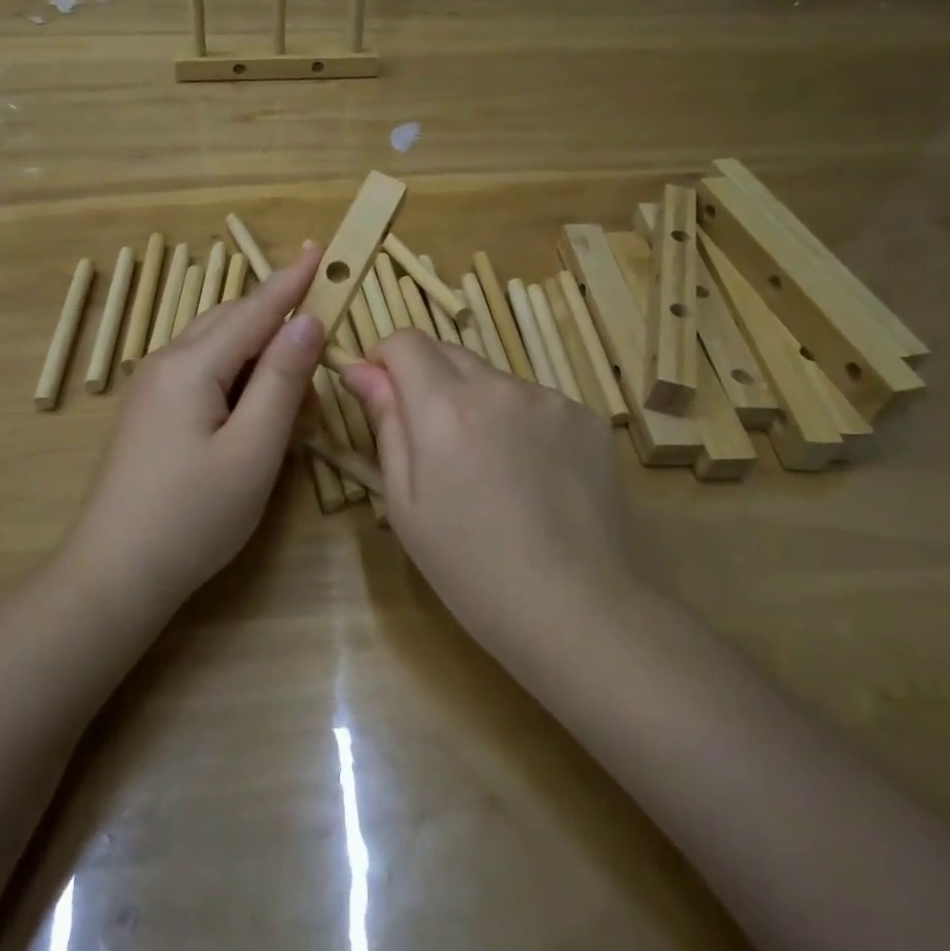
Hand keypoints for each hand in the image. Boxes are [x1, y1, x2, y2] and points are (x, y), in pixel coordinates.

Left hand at [69, 244, 325, 607]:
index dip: (292, 281)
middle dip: (277, 315)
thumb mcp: (254, 449)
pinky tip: (253, 402)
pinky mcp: (149, 412)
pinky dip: (235, 373)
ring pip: (214, 345)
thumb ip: (283, 380)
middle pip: (231, 320)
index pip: (254, 309)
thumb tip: (306, 320)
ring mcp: (150, 387)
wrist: (115, 573)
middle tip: (322, 320)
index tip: (323, 249)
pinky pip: (200, 371)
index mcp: (192, 365)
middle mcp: (166, 362)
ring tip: (295, 371)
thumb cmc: (194, 516)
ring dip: (258, 349)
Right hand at [341, 331, 640, 658]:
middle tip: (432, 442)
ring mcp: (551, 399)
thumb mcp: (405, 502)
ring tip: (489, 469)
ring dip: (476, 403)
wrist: (577, 610)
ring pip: (494, 380)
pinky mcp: (588, 419)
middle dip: (427, 380)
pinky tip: (532, 477)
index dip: (384, 360)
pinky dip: (521, 423)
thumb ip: (386, 423)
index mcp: (445, 406)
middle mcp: (499, 386)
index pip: (405, 341)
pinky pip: (537, 403)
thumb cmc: (470, 567)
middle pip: (448, 352)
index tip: (382, 397)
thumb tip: (361, 370)